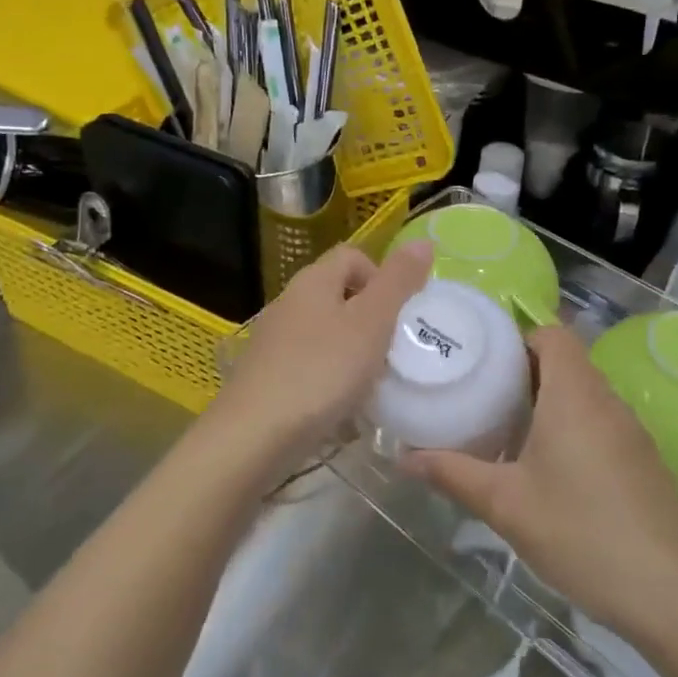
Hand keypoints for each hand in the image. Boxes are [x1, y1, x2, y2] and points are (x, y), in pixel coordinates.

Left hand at [207, 239, 433, 473]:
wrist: (254, 435)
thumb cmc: (321, 371)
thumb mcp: (371, 322)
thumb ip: (398, 282)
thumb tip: (423, 241)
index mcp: (313, 281)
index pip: (352, 256)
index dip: (382, 276)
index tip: (401, 314)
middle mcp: (288, 302)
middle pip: (339, 294)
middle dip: (371, 318)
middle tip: (393, 350)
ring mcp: (274, 340)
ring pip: (326, 331)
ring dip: (353, 350)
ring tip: (372, 382)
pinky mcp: (267, 375)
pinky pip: (310, 363)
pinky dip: (331, 377)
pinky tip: (342, 405)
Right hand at [405, 324, 677, 639]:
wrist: (665, 593)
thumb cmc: (578, 532)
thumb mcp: (504, 504)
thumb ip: (451, 473)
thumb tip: (402, 458)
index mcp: (575, 395)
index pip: (554, 334)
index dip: (520, 336)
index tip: (486, 358)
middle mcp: (608, 402)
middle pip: (568, 362)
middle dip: (526, 372)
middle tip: (485, 395)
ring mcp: (633, 432)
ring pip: (587, 395)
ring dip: (552, 402)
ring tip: (512, 430)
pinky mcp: (646, 461)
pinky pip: (604, 423)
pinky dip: (576, 428)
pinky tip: (554, 470)